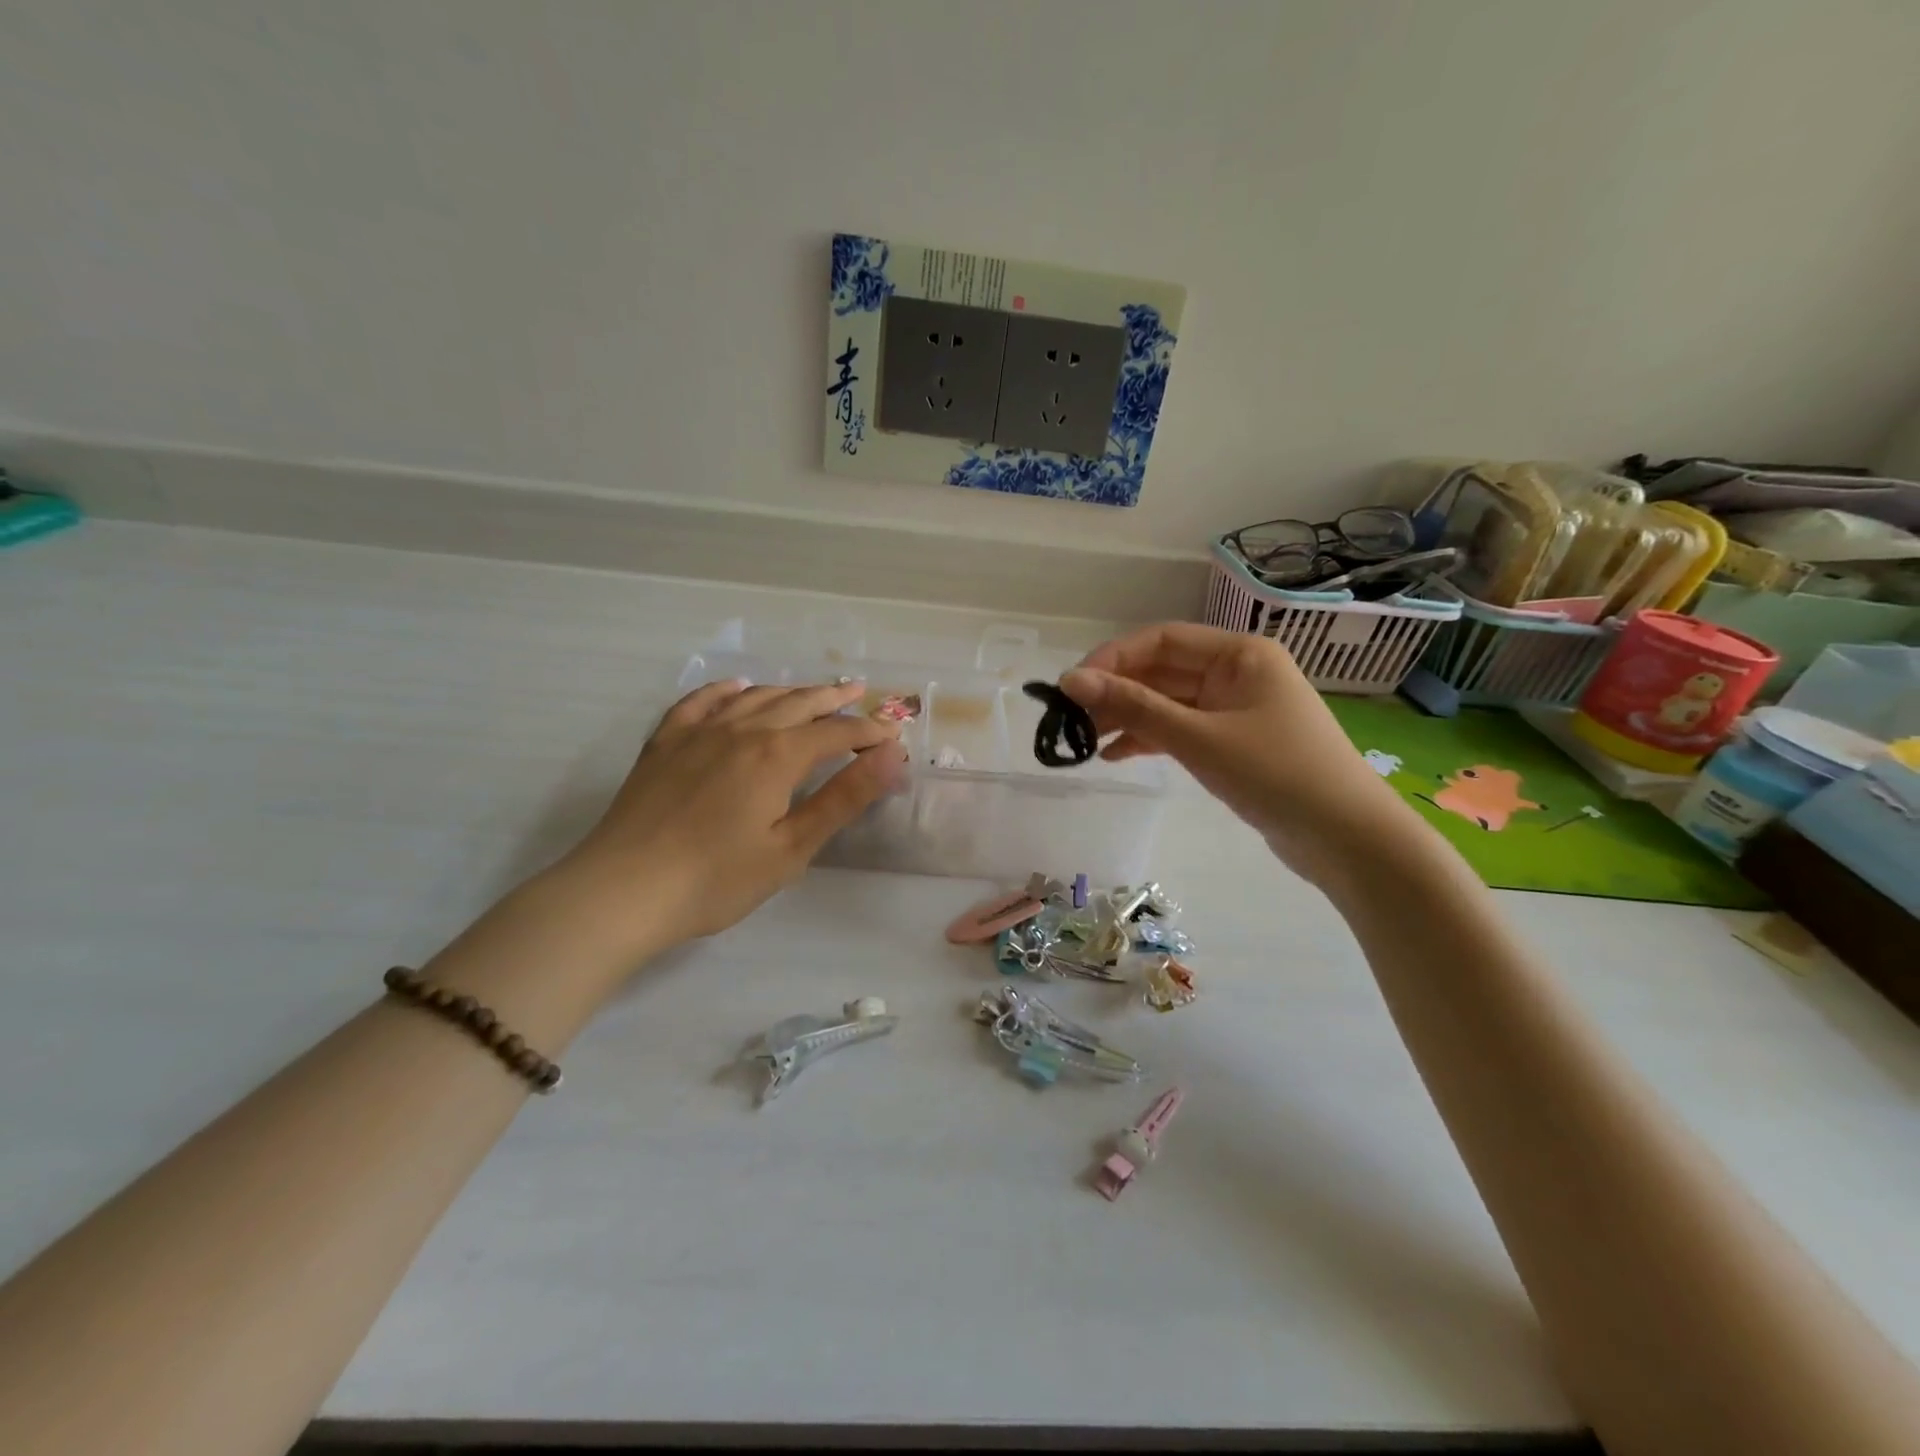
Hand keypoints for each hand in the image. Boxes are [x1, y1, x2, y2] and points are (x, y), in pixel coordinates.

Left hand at [557, 679, 906, 951]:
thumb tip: (891, 756)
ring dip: (789, 691)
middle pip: (798, 704)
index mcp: (777, 755)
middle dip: (833, 699)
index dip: (869, 732)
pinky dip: (726, 690)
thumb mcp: (791, 847)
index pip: (836, 733)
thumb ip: (843, 797)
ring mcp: (698, 732)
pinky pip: (700, 701)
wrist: (623, 891)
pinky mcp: (664, 743)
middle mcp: (741, 730)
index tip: (893, 736)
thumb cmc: (716, 880)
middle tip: (859, 692)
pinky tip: (737, 688)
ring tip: (810, 691)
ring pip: (754, 698)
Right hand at [1060, 623, 1408, 878]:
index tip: (1071, 687)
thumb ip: (1134, 707)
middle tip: (1071, 720)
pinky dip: (1151, 739)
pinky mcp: (1234, 742)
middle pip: (1163, 671)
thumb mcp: (1198, 738)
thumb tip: (1070, 680)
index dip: (1112, 659)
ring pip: (1168, 702)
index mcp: (1239, 654)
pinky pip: (1182, 729)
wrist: (1347, 839)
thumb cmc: (1276, 775)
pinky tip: (1117, 756)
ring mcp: (1237, 709)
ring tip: (1086, 741)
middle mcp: (1238, 672)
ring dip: (1128, 717)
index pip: (1161, 640)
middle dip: (1116, 692)